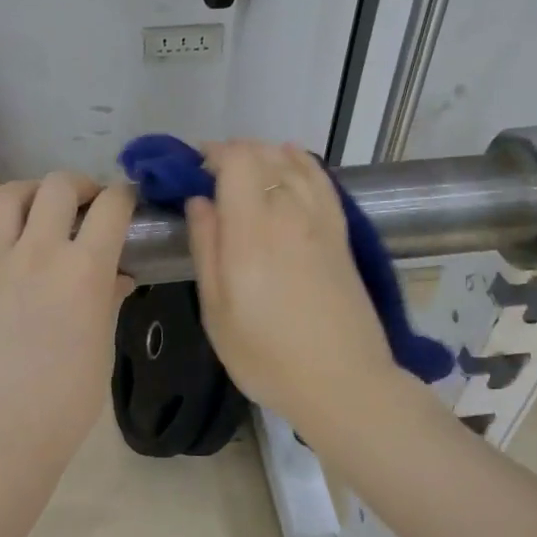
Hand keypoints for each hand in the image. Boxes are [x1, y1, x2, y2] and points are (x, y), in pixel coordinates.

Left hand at [0, 173, 136, 446]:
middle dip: (77, 185)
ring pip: (5, 197)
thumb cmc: (66, 401)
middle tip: (82, 205)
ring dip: (26, 194)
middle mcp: (38, 253)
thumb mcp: (102, 347)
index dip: (124, 195)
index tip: (126, 201)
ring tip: (35, 211)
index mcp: (84, 270)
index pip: (112, 207)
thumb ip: (109, 300)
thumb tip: (117, 276)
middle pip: (57, 186)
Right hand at [186, 142, 400, 423]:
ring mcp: (320, 220)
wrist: (343, 383)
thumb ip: (206, 247)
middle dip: (233, 153)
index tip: (192, 169)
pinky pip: (321, 180)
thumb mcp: (216, 310)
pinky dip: (301, 162)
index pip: (237, 160)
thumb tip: (199, 201)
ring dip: (264, 156)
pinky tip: (290, 160)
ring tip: (244, 173)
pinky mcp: (341, 233)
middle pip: (263, 155)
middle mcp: (288, 213)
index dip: (212, 153)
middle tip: (211, 176)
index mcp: (251, 231)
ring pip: (292, 163)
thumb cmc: (267, 355)